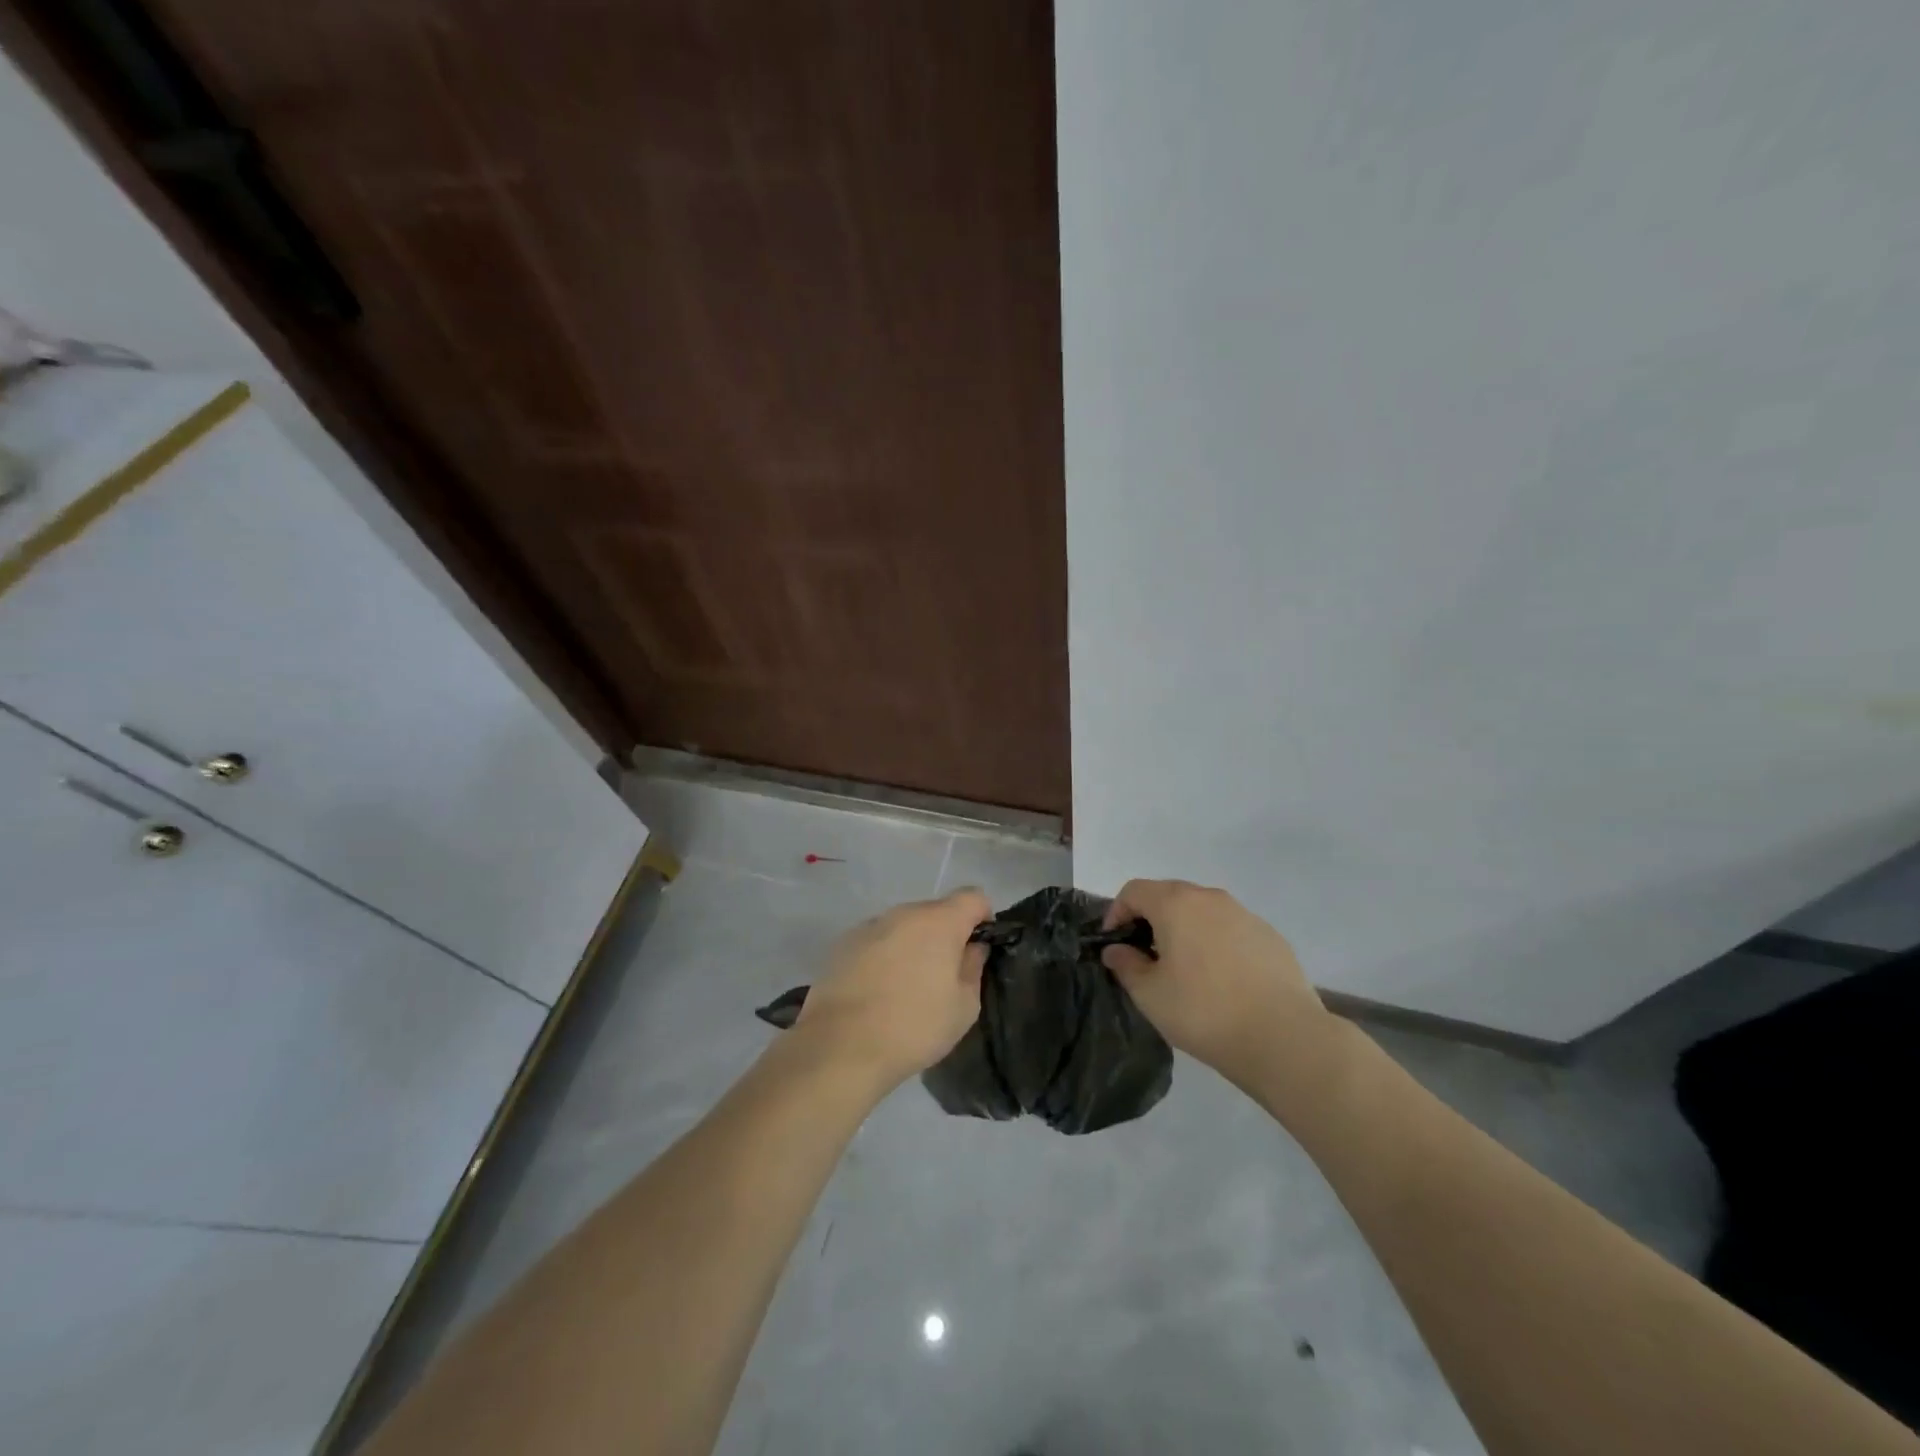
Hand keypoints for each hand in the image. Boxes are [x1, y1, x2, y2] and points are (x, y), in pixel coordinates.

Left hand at [794, 888, 989, 1087]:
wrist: (841, 1046)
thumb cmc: (914, 1026)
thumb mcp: (964, 1006)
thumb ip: (973, 967)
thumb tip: (972, 948)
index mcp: (939, 921)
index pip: (973, 897)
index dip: (982, 919)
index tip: (977, 950)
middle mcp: (904, 913)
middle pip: (935, 912)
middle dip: (945, 936)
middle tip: (942, 977)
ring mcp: (870, 925)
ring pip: (903, 927)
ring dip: (912, 946)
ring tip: (906, 988)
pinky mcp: (843, 944)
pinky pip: (877, 942)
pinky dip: (883, 957)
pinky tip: (876, 992)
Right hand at [1101, 879, 1343, 1094]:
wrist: (1284, 1037)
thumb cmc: (1204, 1012)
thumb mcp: (1150, 995)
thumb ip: (1126, 965)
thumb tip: (1116, 950)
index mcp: (1176, 904)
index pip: (1134, 891)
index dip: (1116, 912)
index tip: (1114, 943)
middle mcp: (1210, 898)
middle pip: (1169, 895)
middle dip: (1150, 918)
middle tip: (1144, 954)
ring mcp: (1245, 914)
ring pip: (1202, 911)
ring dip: (1185, 929)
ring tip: (1183, 967)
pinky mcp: (1270, 936)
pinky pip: (1230, 929)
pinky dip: (1216, 942)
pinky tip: (1221, 979)